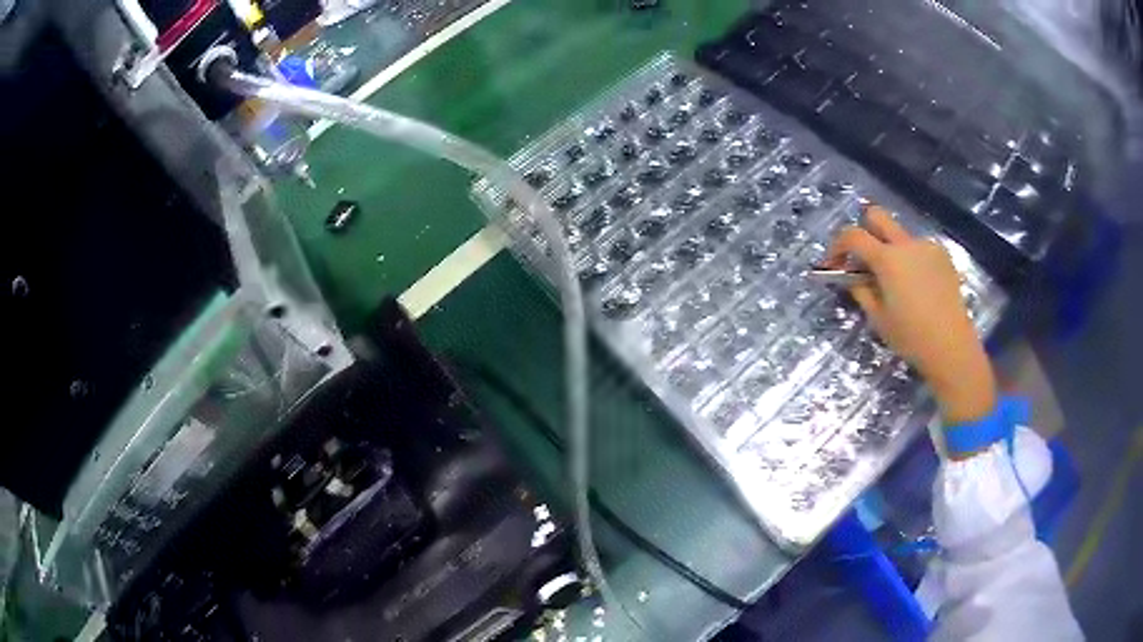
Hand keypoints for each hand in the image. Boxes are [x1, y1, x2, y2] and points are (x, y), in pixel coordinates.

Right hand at [825, 206, 995, 425]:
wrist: (952, 346)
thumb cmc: (911, 337)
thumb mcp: (878, 318)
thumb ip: (861, 290)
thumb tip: (852, 277)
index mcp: (887, 259)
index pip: (852, 235)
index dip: (837, 245)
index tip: (834, 263)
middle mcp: (907, 244)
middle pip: (877, 216)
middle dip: (863, 230)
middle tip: (863, 258)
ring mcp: (927, 247)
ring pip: (900, 236)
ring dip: (890, 251)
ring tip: (896, 283)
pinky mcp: (943, 256)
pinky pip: (919, 249)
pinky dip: (911, 261)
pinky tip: (917, 287)